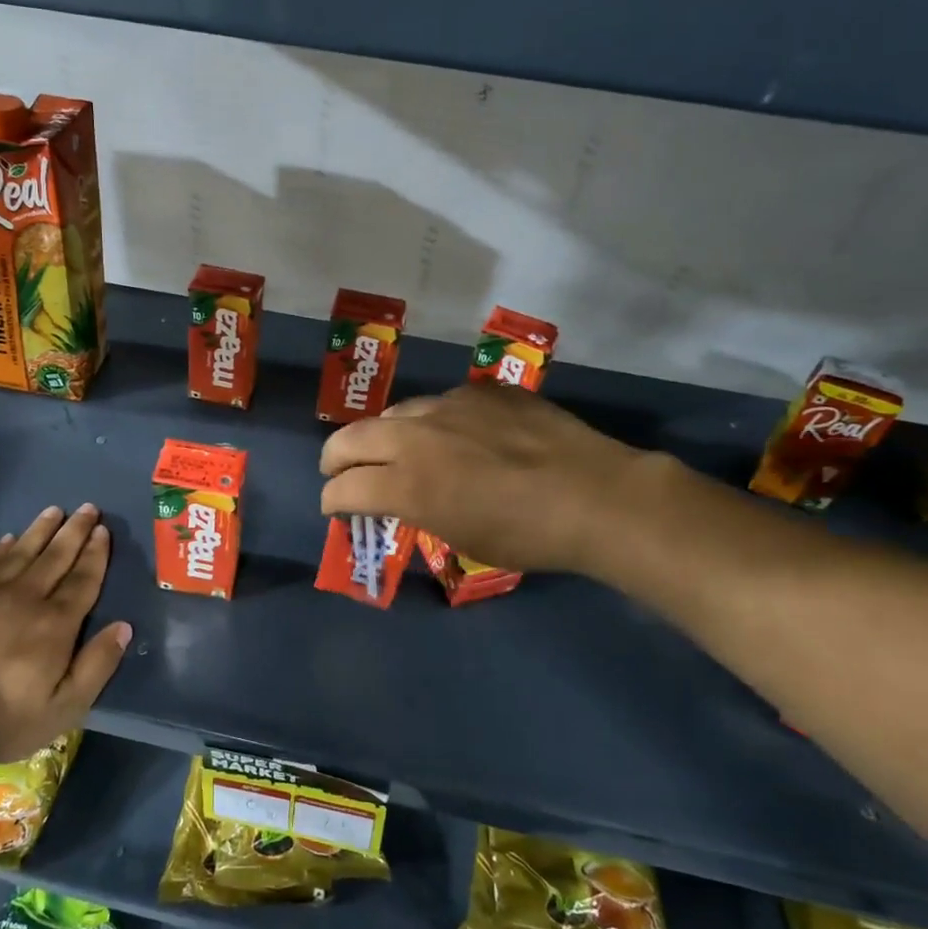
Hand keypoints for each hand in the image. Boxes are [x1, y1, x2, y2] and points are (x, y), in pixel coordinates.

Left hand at [0, 504, 130, 763]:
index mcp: (56, 624)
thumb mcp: (66, 707)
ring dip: (40, 530)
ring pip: (20, 552)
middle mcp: (25, 599)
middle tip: (87, 507)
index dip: (95, 553)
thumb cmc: (6, 720)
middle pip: (55, 557)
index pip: (83, 579)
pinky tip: (7, 538)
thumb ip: (97, 665)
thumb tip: (124, 626)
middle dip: (74, 531)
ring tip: (54, 510)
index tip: (102, 530)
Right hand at [320, 383, 644, 573]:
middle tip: (337, 471)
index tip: (334, 508)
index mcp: (407, 484)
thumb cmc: (527, 536)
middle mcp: (416, 437)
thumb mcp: (460, 537)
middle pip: (351, 438)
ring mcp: (450, 405)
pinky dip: (434, 422)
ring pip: (396, 413)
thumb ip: (418, 511)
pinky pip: (443, 403)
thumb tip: (405, 499)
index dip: (332, 501)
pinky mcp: (483, 391)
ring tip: (396, 449)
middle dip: (335, 459)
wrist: (595, 496)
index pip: (344, 488)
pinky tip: (456, 434)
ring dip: (384, 435)